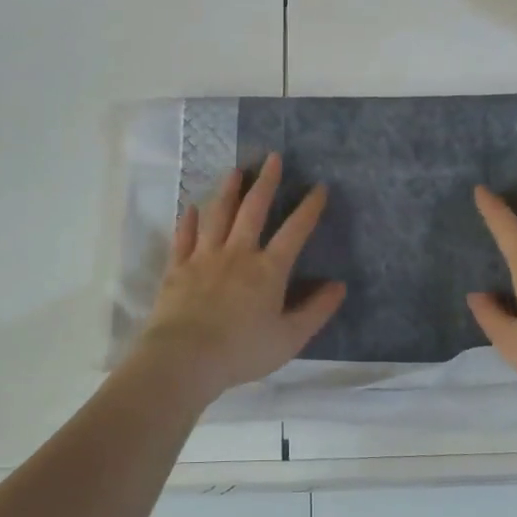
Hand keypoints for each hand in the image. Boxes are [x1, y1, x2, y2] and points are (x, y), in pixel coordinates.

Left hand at [134, 152, 345, 401]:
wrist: (185, 358)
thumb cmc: (242, 351)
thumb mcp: (290, 338)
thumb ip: (316, 310)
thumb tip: (339, 286)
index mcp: (268, 270)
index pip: (294, 232)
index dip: (309, 208)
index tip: (319, 187)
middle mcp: (238, 254)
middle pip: (253, 211)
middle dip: (266, 183)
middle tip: (273, 158)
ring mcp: (205, 258)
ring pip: (218, 215)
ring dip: (228, 191)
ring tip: (235, 170)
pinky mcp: (178, 268)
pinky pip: (184, 237)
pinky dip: (189, 221)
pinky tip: (191, 208)